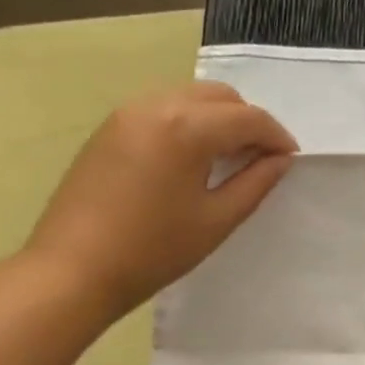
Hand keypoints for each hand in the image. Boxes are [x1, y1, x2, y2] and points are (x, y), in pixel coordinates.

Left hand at [23, 80, 297, 321]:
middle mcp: (157, 105)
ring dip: (218, 118)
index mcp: (187, 128)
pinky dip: (189, 121)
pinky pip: (163, 107)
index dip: (277, 137)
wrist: (73, 269)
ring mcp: (128, 113)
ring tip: (229, 158)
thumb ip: (255, 183)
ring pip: (190, 96)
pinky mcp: (110, 127)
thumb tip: (279, 159)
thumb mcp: (217, 220)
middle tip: (261, 159)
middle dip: (248, 121)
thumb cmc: (154, 250)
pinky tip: (192, 158)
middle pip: (220, 96)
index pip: (248, 117)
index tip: (290, 160)